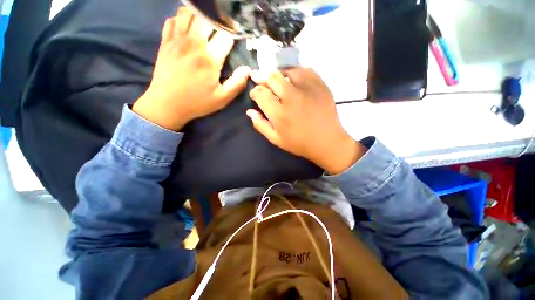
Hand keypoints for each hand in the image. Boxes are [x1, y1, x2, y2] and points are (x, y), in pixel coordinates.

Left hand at [133, 8, 250, 130]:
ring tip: (206, 23)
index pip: (226, 36)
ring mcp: (177, 40)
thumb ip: (236, 84)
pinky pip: (172, 19)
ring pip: (189, 13)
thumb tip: (248, 70)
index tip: (236, 35)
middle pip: (207, 18)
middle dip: (218, 20)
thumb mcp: (222, 99)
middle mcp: (194, 44)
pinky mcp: (165, 42)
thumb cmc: (197, 103)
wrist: (166, 105)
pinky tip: (187, 27)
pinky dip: (181, 19)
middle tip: (222, 27)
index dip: (233, 34)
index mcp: (210, 59)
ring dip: (199, 15)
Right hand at [247, 68, 364, 174]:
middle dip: (262, 77)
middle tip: (259, 78)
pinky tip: (293, 78)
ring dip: (279, 74)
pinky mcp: (320, 85)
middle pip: (272, 77)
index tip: (255, 94)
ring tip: (277, 79)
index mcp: (279, 113)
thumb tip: (250, 111)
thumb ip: (260, 125)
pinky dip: (296, 72)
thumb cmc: (300, 143)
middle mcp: (292, 98)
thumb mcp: (276, 139)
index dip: (254, 91)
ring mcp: (308, 89)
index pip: (260, 93)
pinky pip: (305, 70)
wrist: (327, 142)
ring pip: (288, 71)